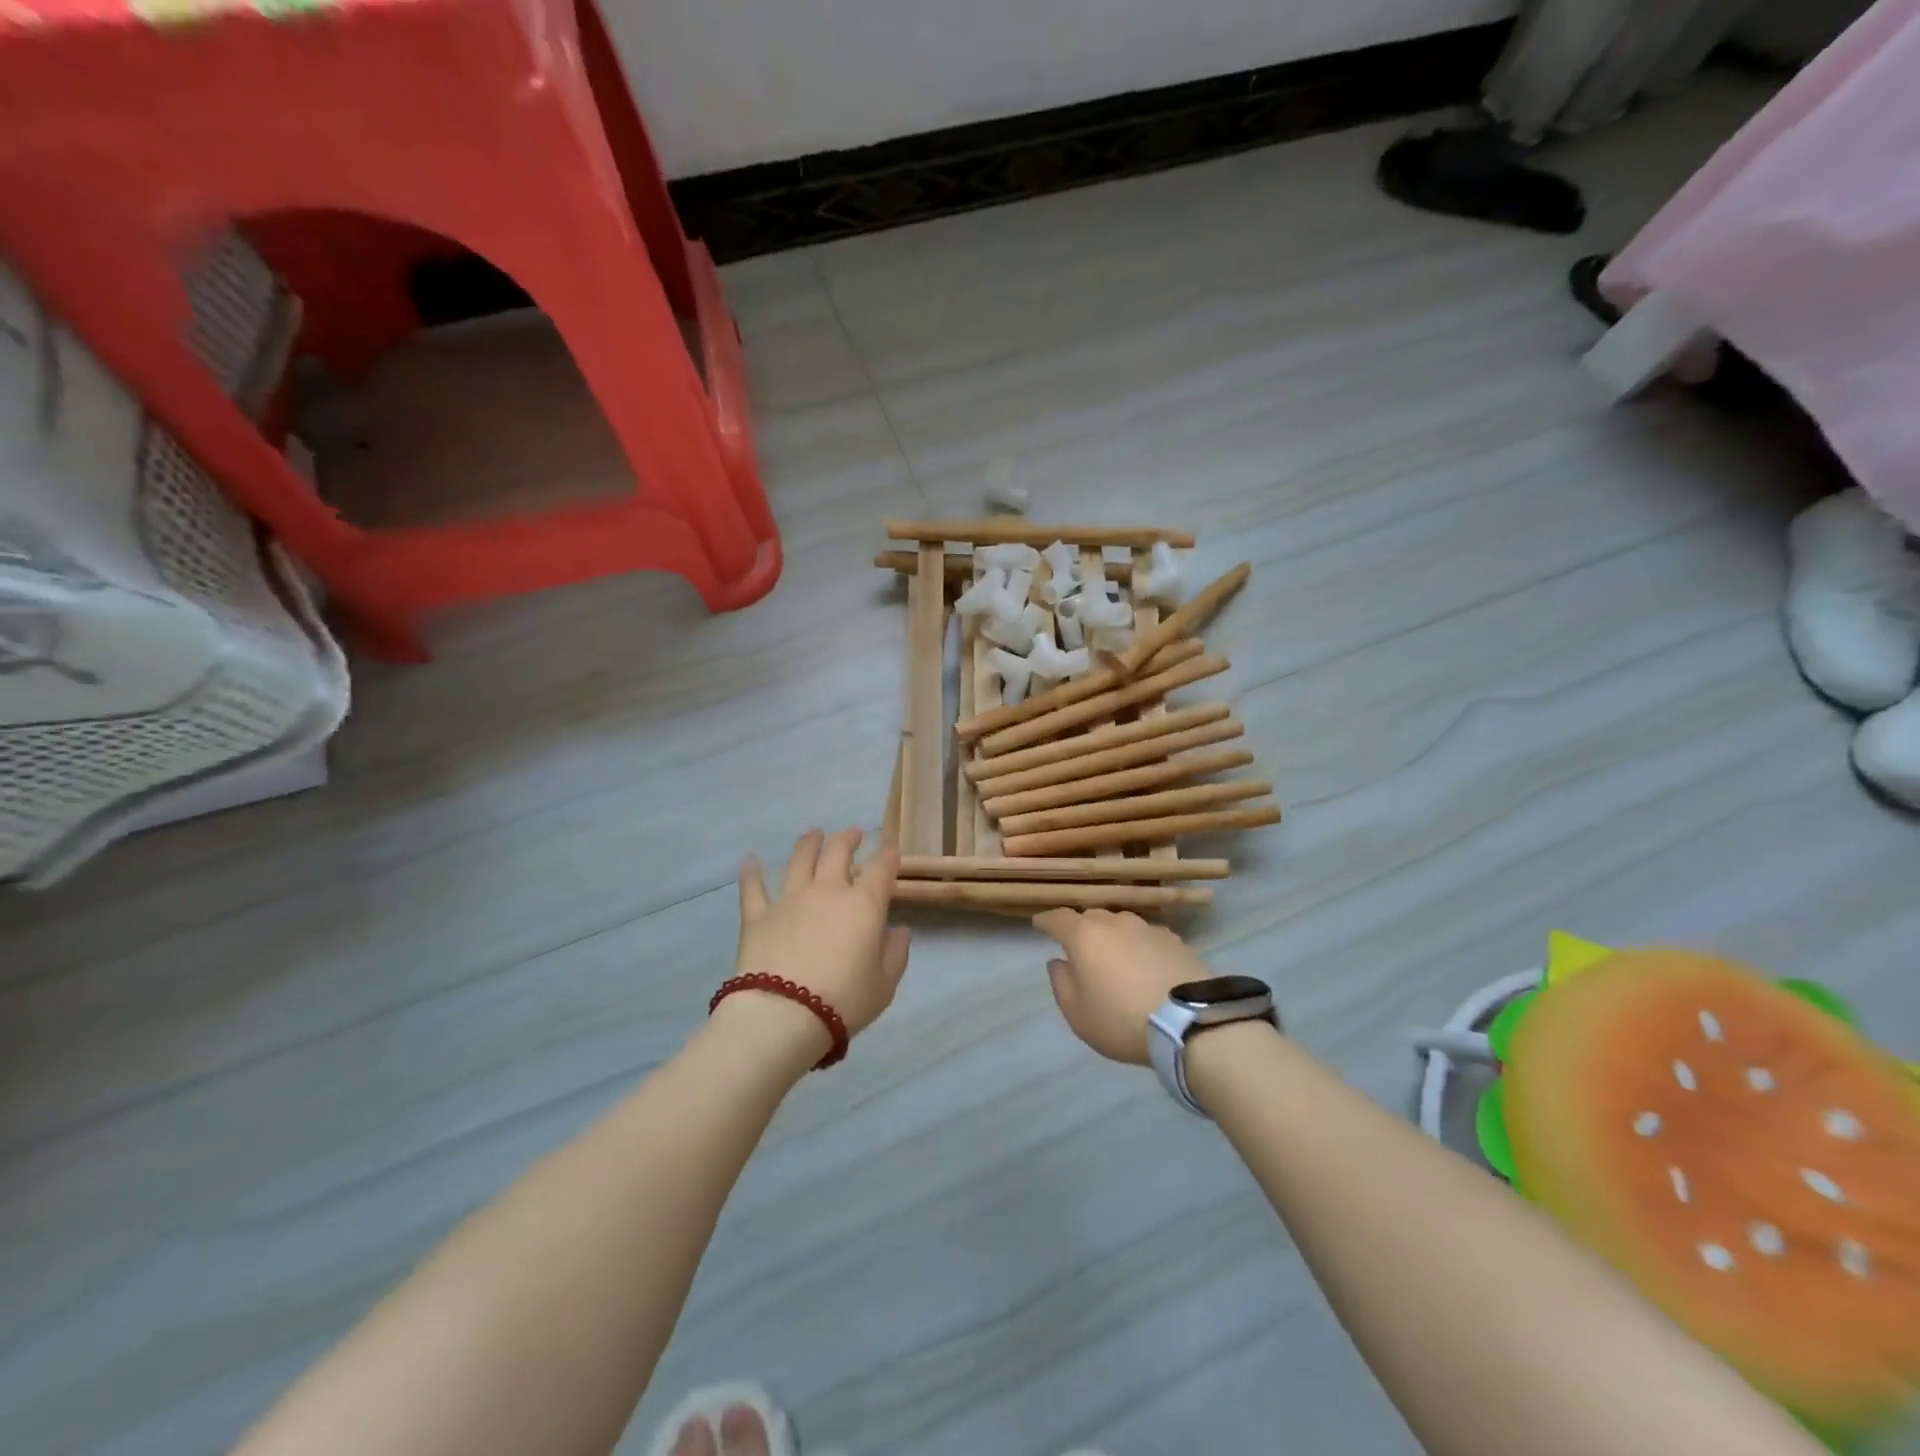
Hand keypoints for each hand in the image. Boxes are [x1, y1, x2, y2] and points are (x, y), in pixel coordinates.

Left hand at [735, 828, 910, 1037]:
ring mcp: (790, 900)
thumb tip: (899, 930)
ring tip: (813, 834)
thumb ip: (895, 953)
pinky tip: (750, 861)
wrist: (784, 1015)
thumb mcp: (884, 984)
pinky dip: (751, 873)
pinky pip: (753, 888)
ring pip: (799, 860)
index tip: (891, 851)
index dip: (888, 856)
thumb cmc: (843, 1000)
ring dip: (808, 843)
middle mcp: (827, 891)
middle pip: (838, 852)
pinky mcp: (758, 916)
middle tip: (853, 833)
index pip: (881, 869)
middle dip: (848, 839)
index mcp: (864, 905)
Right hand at [1033, 908, 1214, 1063]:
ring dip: (1112, 936)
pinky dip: (1139, 945)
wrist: (1190, 1022)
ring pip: (1121, 924)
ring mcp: (1147, 928)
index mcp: (1085, 936)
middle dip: (1081, 928)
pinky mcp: (1175, 940)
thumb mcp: (1078, 1014)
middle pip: (1091, 917)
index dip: (1046, 921)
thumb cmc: (1122, 1020)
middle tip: (1079, 948)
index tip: (1039, 925)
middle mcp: (1115, 923)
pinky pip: (1146, 937)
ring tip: (1114, 956)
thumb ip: (1062, 984)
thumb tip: (1058, 962)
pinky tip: (1144, 964)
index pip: (1058, 918)